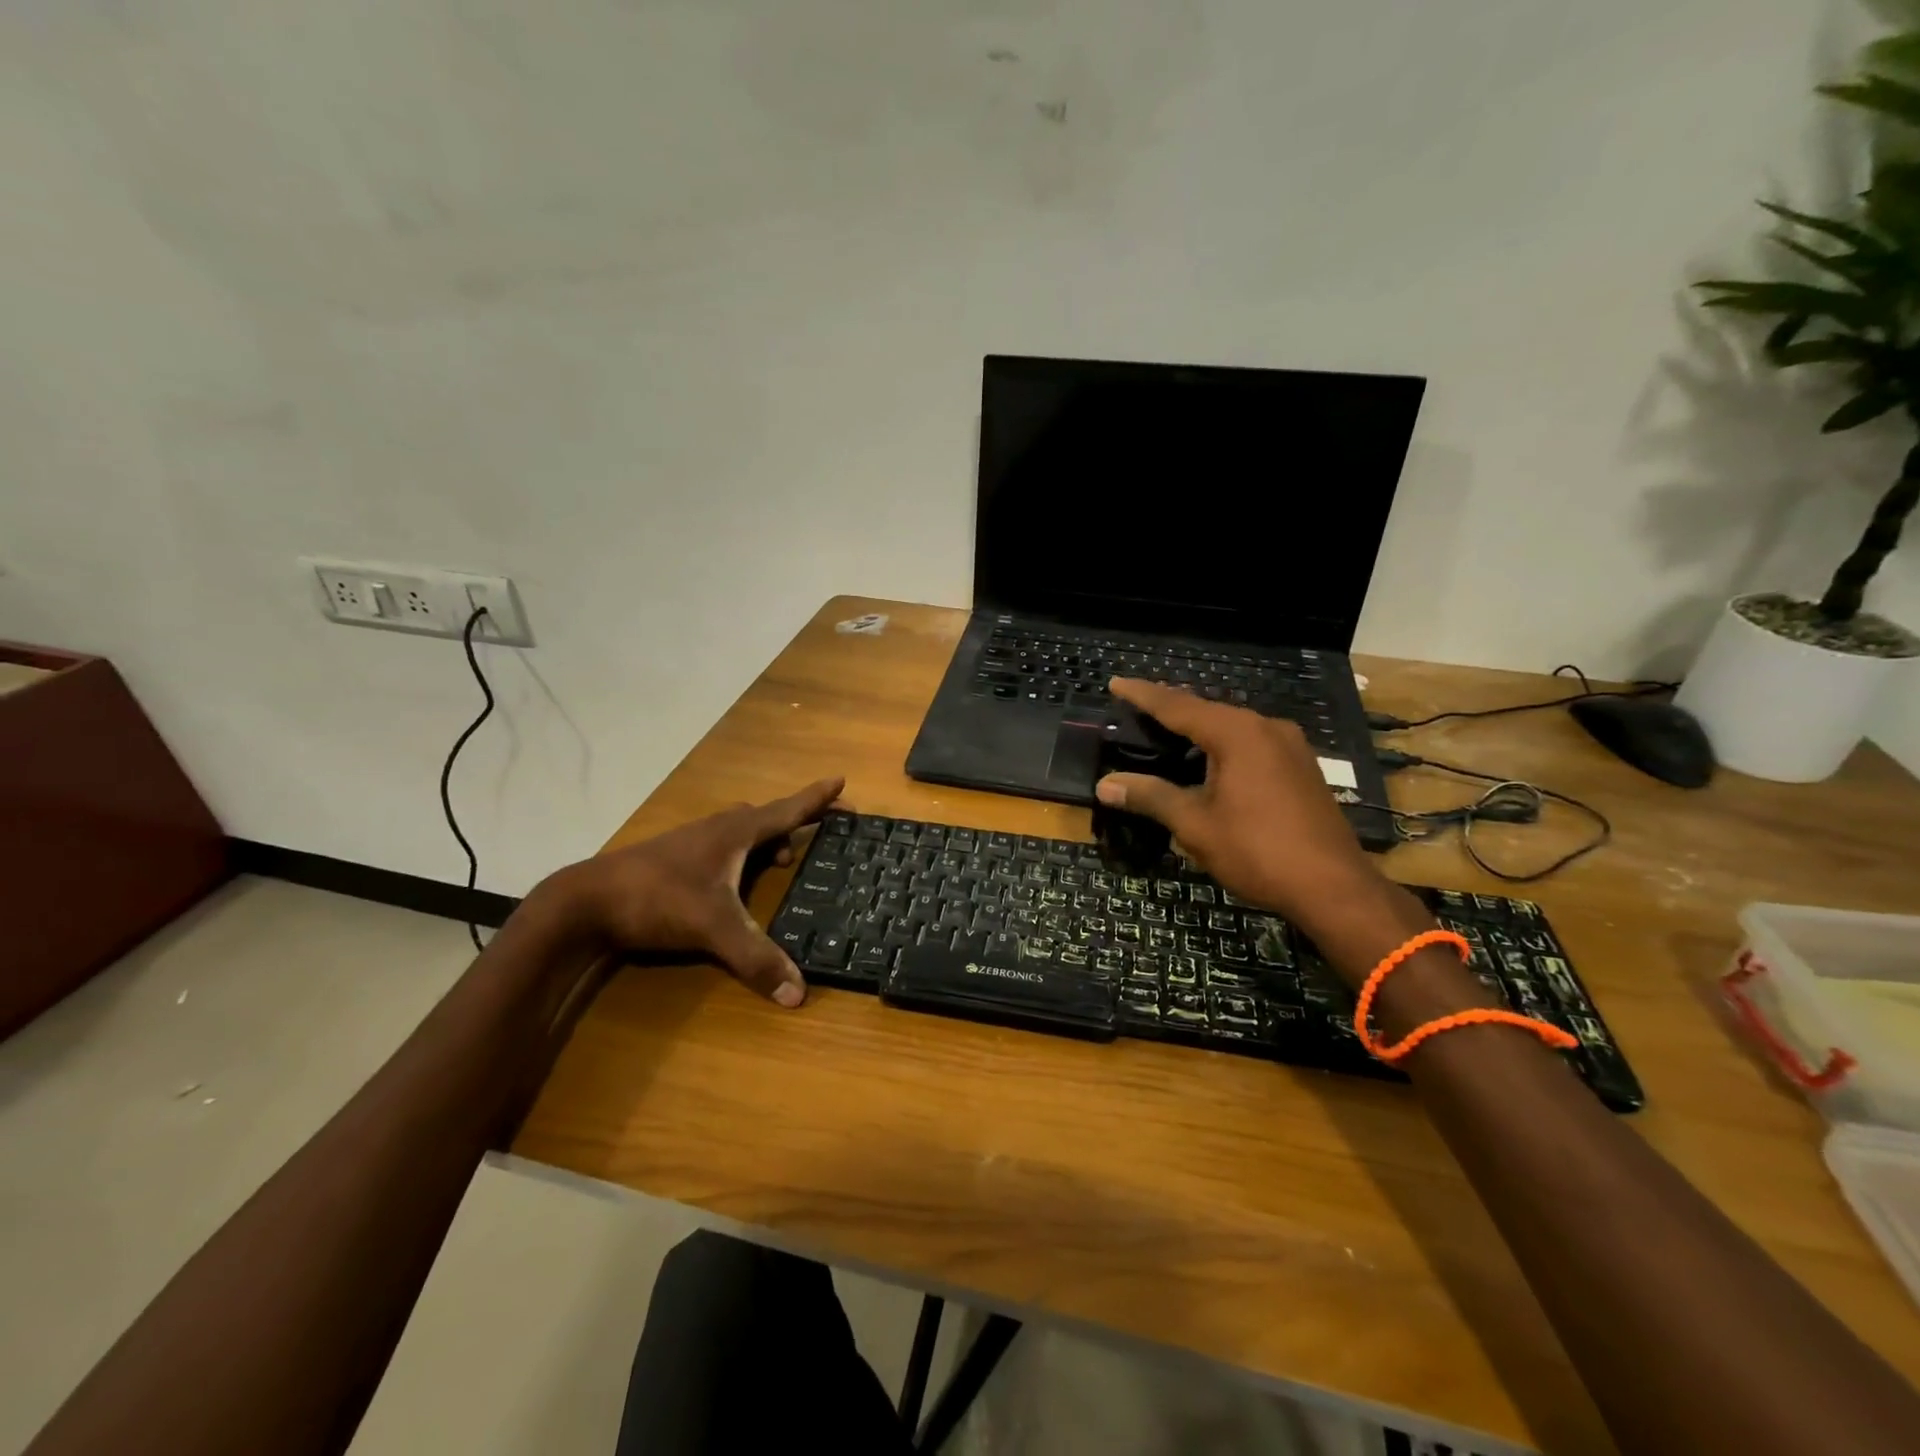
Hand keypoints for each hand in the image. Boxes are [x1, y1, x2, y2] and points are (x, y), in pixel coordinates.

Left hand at [557, 778, 844, 1006]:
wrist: (585, 901)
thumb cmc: (658, 898)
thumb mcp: (713, 927)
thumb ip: (756, 958)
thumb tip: (799, 994)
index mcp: (735, 833)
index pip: (787, 810)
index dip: (817, 798)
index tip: (841, 780)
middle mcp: (717, 829)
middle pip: (765, 816)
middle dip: (795, 822)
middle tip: (818, 834)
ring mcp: (692, 842)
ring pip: (740, 831)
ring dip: (765, 841)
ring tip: (780, 863)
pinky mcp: (674, 860)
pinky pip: (722, 846)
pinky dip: (740, 856)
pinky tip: (734, 883)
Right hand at [1094, 680, 1388, 933]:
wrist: (1334, 887)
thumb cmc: (1258, 851)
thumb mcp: (1195, 824)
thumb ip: (1150, 797)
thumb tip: (1105, 785)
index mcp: (1237, 733)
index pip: (1177, 705)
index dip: (1142, 695)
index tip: (1114, 683)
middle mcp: (1266, 728)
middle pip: (1206, 710)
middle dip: (1169, 709)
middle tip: (1135, 709)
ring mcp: (1290, 746)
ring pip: (1231, 726)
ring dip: (1197, 728)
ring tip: (1165, 734)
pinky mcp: (1301, 767)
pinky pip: (1251, 743)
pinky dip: (1222, 745)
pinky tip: (1208, 761)